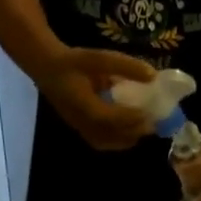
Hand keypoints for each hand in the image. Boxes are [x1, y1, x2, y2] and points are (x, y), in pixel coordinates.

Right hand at [38, 49, 158, 151]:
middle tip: (153, 124)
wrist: (46, 69)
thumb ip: (125, 66)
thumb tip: (153, 75)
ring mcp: (80, 128)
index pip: (110, 118)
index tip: (149, 114)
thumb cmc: (72, 62)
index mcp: (83, 103)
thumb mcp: (98, 58)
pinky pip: (102, 143)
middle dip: (134, 130)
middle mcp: (81, 121)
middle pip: (111, 134)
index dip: (131, 119)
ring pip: (108, 142)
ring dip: (128, 138)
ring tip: (144, 129)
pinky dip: (118, 141)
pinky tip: (129, 134)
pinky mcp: (80, 131)